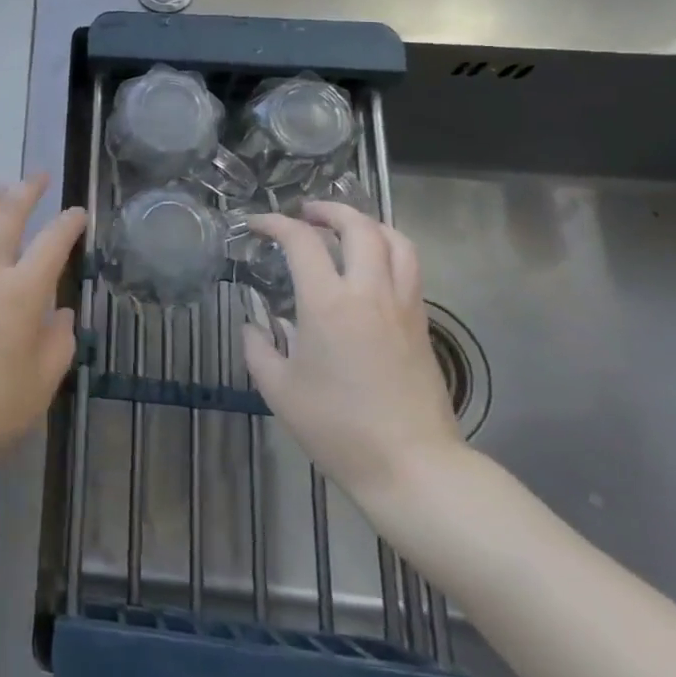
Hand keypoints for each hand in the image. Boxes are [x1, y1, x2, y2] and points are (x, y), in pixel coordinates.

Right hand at [242, 202, 465, 512]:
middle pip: (358, 226)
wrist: (412, 466)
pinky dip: (388, 251)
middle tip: (305, 214)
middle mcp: (369, 292)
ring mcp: (402, 306)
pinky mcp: (421, 324)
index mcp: (328, 303)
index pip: (301, 241)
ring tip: (345, 230)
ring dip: (367, 224)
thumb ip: (258, 349)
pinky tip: (369, 268)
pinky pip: (409, 268)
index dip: (274, 223)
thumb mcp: (279, 390)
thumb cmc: (338, 428)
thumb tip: (254, 326)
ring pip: (396, 241)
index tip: (255, 224)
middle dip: (329, 210)